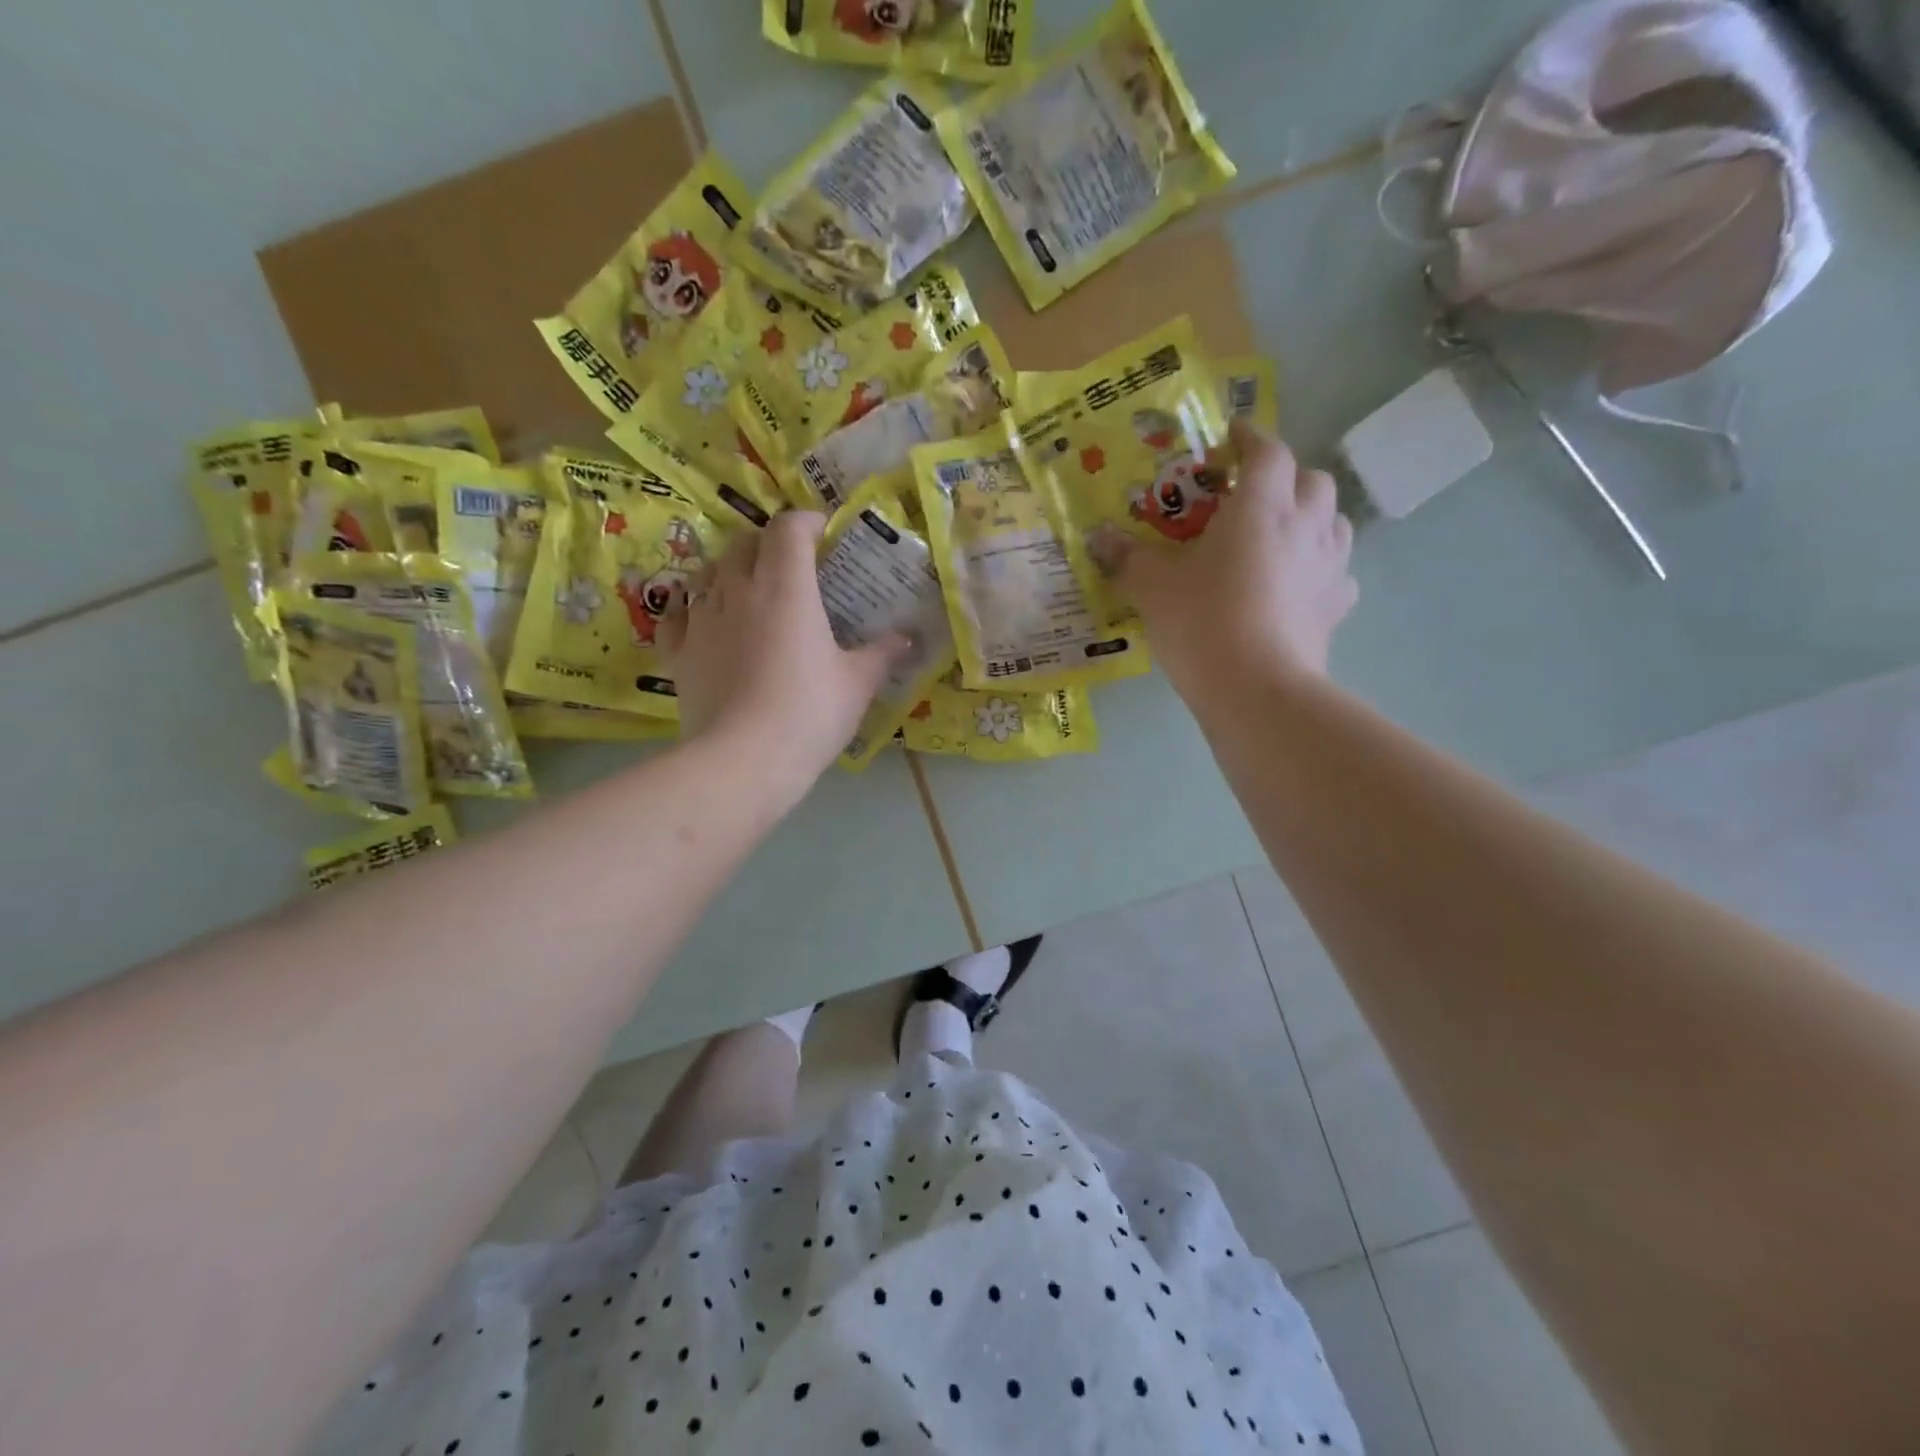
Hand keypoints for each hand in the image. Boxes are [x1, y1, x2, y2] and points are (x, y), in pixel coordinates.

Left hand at [660, 512, 906, 796]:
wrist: (743, 760)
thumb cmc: (809, 713)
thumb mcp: (858, 683)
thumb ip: (882, 654)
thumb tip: (908, 638)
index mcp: (786, 587)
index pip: (788, 528)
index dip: (807, 521)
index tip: (824, 533)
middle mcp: (738, 590)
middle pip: (745, 542)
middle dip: (768, 543)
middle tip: (792, 565)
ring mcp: (702, 619)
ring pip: (709, 571)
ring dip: (730, 570)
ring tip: (749, 589)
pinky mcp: (678, 651)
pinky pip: (679, 613)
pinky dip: (694, 607)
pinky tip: (705, 621)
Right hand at [1104, 421, 1357, 709]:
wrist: (1256, 689)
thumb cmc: (1203, 621)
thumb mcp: (1152, 586)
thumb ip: (1126, 557)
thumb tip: (1098, 538)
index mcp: (1262, 505)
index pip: (1267, 450)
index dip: (1249, 438)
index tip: (1230, 439)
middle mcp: (1306, 524)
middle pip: (1310, 479)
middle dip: (1284, 477)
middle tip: (1251, 496)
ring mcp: (1330, 566)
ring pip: (1333, 521)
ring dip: (1309, 517)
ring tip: (1279, 536)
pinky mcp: (1336, 607)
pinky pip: (1337, 573)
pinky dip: (1319, 569)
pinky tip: (1296, 587)